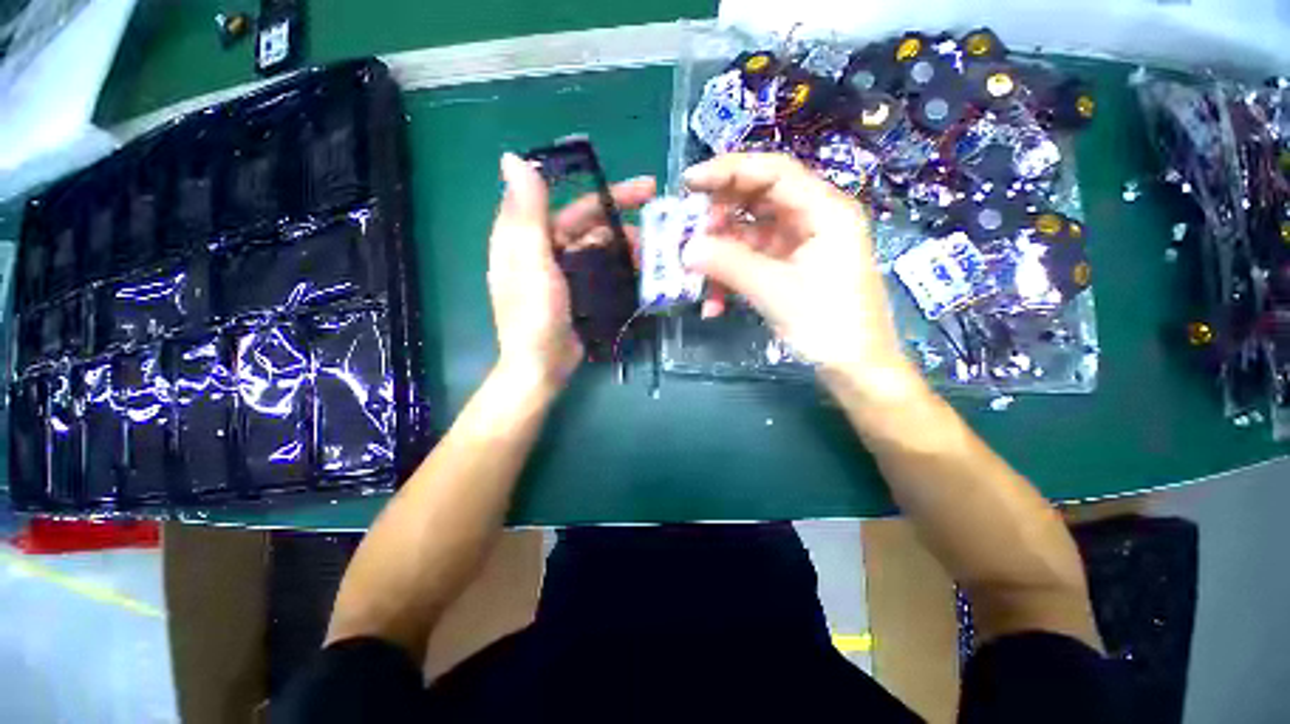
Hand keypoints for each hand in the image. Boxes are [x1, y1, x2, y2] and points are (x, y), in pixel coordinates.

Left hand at [488, 153, 654, 389]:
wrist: (542, 365)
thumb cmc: (534, 315)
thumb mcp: (531, 261)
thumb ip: (527, 213)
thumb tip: (512, 156)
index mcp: (525, 236)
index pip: (563, 200)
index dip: (599, 189)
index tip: (635, 188)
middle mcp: (543, 249)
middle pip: (586, 223)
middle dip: (621, 216)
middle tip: (660, 214)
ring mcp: (562, 272)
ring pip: (598, 247)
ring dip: (625, 243)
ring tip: (654, 250)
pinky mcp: (577, 292)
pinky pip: (601, 270)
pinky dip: (620, 266)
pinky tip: (642, 269)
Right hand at [681, 153, 922, 399]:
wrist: (855, 369)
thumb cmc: (828, 325)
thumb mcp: (775, 291)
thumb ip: (729, 264)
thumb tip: (686, 248)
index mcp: (824, 211)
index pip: (773, 172)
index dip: (729, 171)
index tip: (689, 183)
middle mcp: (812, 220)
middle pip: (757, 200)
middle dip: (719, 219)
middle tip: (690, 236)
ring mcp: (799, 245)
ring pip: (749, 235)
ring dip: (720, 255)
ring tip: (696, 276)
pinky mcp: (788, 269)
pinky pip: (751, 262)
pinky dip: (730, 278)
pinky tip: (714, 304)